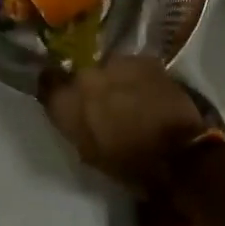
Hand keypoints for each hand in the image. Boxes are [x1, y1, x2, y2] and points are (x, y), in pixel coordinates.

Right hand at [39, 57, 209, 192]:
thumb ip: (74, 124)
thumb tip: (71, 109)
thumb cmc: (128, 165)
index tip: (64, 95)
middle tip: (103, 103)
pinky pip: (134, 66)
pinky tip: (148, 91)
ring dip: (115, 79)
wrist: (177, 156)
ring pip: (109, 67)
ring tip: (129, 96)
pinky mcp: (145, 61)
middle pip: (81, 74)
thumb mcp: (89, 152)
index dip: (55, 87)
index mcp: (67, 103)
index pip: (47, 82)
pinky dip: (137, 77)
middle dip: (89, 86)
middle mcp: (85, 76)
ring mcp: (117, 64)